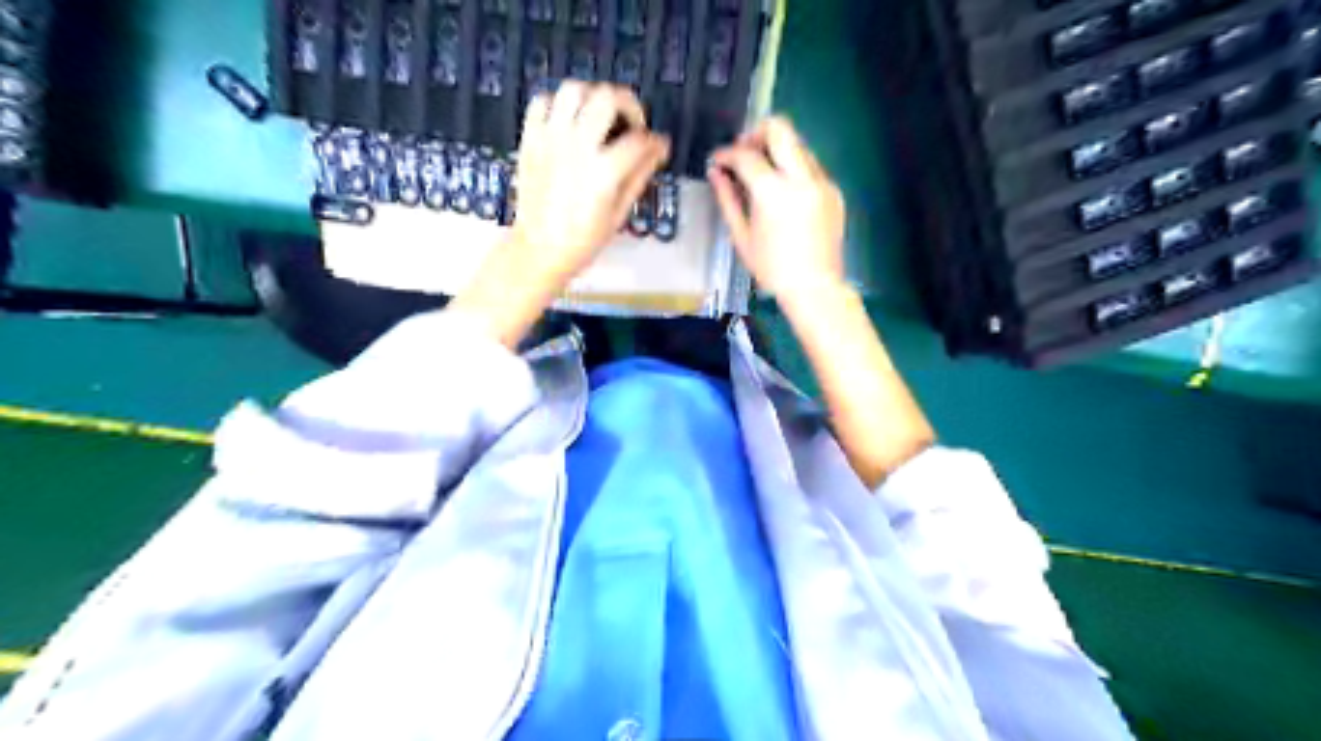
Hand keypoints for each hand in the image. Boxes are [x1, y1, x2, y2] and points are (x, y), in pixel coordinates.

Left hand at [508, 82, 671, 286]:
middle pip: (607, 97)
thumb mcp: (619, 213)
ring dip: (593, 97)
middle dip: (627, 104)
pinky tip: (568, 123)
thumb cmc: (582, 240)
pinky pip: (542, 101)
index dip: (655, 141)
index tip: (657, 146)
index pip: (639, 140)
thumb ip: (640, 175)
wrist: (538, 250)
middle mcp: (577, 148)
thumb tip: (658, 149)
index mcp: (603, 172)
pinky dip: (558, 105)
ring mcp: (550, 140)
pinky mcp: (530, 139)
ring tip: (599, 117)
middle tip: (630, 123)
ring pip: (573, 89)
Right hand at [713, 117, 845, 301]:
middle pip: (780, 128)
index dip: (726, 154)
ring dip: (777, 151)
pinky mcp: (834, 190)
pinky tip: (784, 193)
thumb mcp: (742, 236)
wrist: (815, 288)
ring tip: (762, 174)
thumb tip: (715, 173)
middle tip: (744, 152)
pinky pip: (811, 167)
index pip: (746, 155)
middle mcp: (801, 178)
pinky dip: (793, 169)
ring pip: (798, 144)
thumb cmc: (772, 269)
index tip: (717, 161)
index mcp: (773, 192)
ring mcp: (822, 182)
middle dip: (756, 133)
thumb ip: (727, 199)